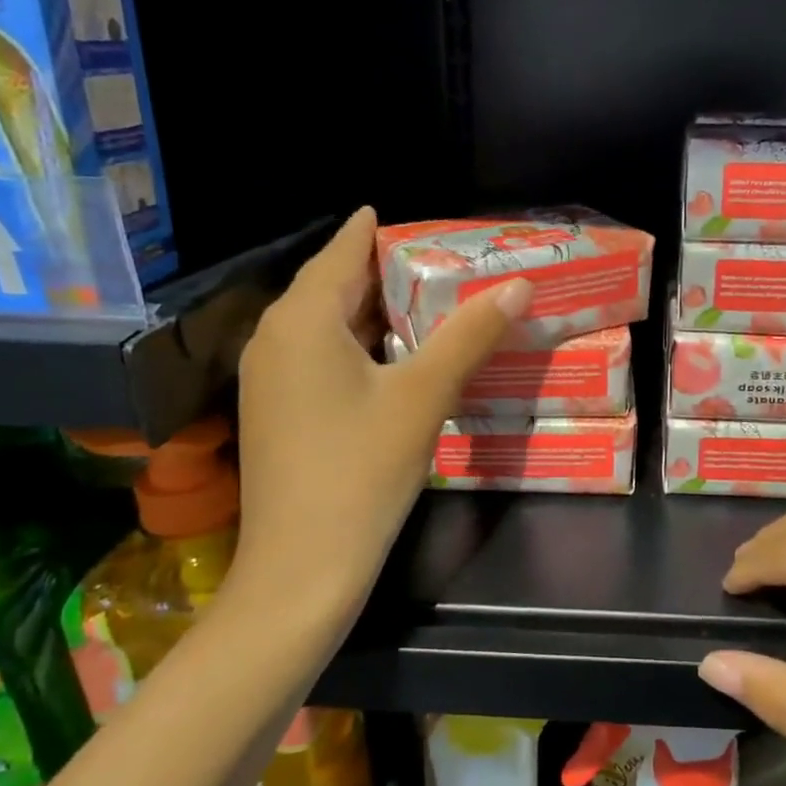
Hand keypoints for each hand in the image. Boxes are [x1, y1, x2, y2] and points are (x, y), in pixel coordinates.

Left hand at [230, 208, 530, 628]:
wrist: (301, 568)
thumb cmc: (361, 470)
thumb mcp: (423, 396)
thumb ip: (469, 335)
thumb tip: (518, 286)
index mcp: (302, 320)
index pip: (341, 251)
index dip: (374, 230)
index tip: (409, 217)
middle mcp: (274, 339)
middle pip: (331, 286)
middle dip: (381, 270)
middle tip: (438, 261)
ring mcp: (268, 378)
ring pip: (324, 324)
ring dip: (370, 310)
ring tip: (425, 302)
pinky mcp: (274, 411)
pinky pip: (316, 355)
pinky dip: (355, 344)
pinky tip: (392, 358)